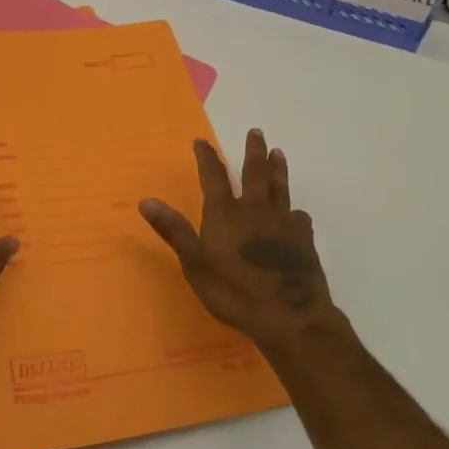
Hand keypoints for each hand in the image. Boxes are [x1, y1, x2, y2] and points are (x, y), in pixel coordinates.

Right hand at [138, 129, 340, 352]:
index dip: (207, 157)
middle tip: (256, 132)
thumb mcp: (194, 263)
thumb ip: (173, 230)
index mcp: (225, 213)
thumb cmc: (234, 290)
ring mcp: (282, 223)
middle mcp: (254, 209)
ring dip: (278, 169)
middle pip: (254, 173)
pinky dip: (296, 212)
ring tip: (278, 153)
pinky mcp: (304, 240)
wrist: (289, 316)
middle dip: (253, 151)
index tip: (202, 140)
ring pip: (280, 188)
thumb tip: (145, 200)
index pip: (213, 176)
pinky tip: (298, 213)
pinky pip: (300, 218)